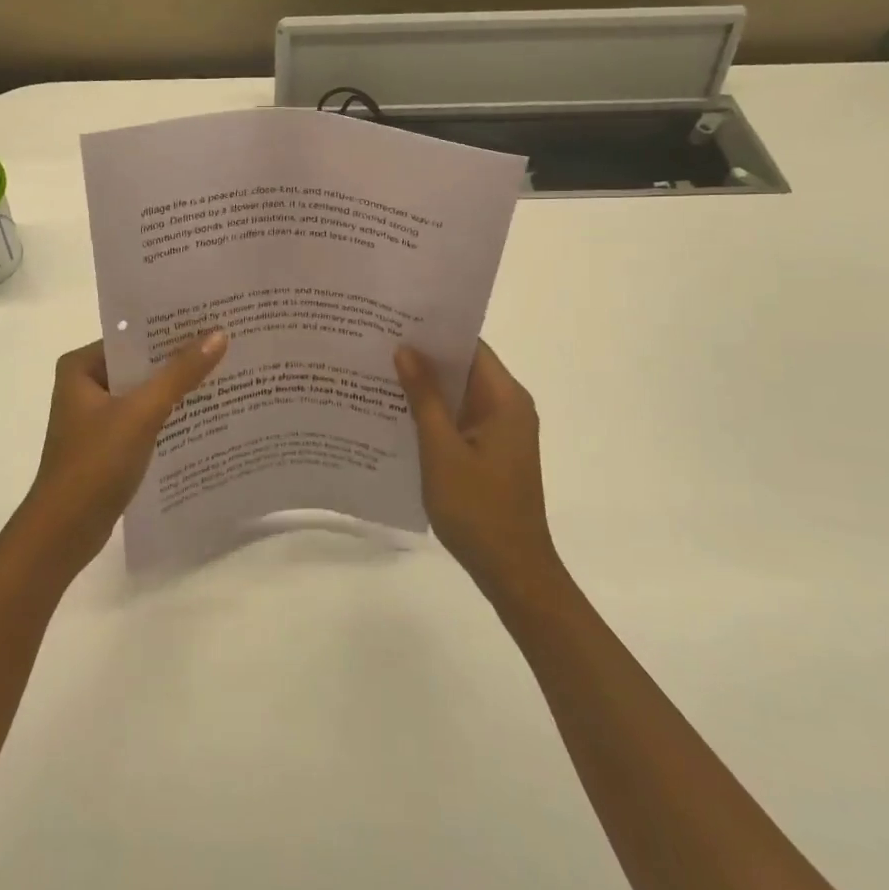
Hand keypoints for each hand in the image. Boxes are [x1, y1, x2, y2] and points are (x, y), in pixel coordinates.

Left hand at [20, 332, 228, 574]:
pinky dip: (169, 415)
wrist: (64, 532)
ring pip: (145, 392)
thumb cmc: (95, 463)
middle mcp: (85, 384)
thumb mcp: (141, 413)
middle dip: (179, 358)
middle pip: (141, 363)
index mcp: (81, 366)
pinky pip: (144, 418)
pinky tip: (204, 413)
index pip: (133, 336)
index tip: (213, 318)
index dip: (172, 328)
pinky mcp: (108, 443)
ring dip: (177, 388)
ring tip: (226, 372)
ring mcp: (96, 416)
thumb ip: (180, 374)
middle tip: (228, 342)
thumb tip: (218, 334)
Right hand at [394, 341, 556, 600]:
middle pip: (464, 367)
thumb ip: (425, 398)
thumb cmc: (478, 508)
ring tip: (377, 369)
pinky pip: (459, 418)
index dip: (434, 330)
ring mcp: (500, 430)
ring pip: (459, 393)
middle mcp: (508, 406)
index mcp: (505, 398)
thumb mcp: (442, 450)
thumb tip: (405, 349)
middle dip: (423, 355)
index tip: (394, 319)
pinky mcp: (490, 451)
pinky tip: (396, 411)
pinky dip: (432, 411)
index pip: (470, 346)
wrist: (512, 571)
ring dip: (425, 385)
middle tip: (376, 341)